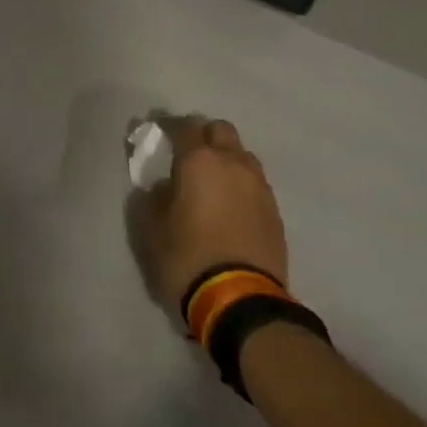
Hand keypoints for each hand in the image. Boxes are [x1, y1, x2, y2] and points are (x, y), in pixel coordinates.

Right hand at [135, 118, 290, 312]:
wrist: (241, 300)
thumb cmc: (187, 257)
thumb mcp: (152, 229)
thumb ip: (152, 198)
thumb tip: (162, 187)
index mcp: (199, 161)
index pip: (185, 126)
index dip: (169, 126)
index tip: (158, 132)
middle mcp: (233, 164)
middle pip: (220, 130)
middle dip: (204, 135)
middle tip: (188, 154)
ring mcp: (259, 186)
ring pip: (242, 155)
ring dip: (227, 159)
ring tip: (212, 181)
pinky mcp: (275, 212)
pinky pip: (255, 183)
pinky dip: (240, 184)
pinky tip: (230, 205)